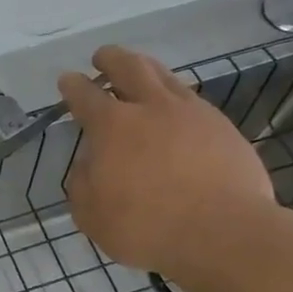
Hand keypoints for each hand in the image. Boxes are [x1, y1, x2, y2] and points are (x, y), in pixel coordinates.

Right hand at [58, 45, 278, 284]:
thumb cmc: (146, 225)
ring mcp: (193, 114)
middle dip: (111, 59)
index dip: (72, 86)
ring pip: (166, 77)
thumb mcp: (90, 213)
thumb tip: (91, 163)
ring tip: (140, 72)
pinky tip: (175, 111)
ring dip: (147, 70)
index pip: (84, 95)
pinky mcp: (224, 129)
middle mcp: (151, 108)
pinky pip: (193, 101)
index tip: (67, 80)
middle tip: (102, 57)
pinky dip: (176, 98)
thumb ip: (83, 182)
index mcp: (112, 126)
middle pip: (129, 67)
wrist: (225, 234)